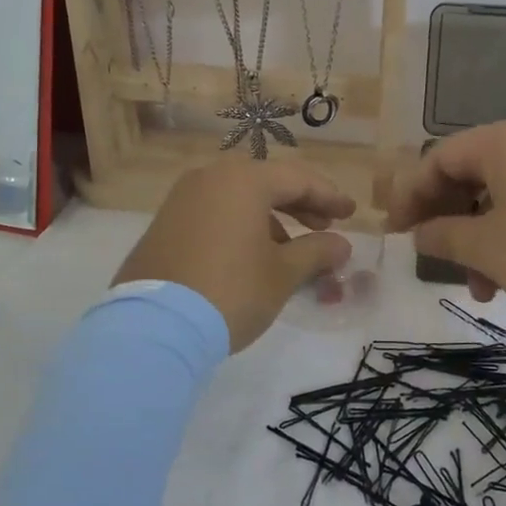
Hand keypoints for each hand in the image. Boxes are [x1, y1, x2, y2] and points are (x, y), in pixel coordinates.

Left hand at [113, 158, 355, 350]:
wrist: (154, 327)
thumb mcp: (282, 274)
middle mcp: (210, 178)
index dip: (329, 197)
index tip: (351, 214)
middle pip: (266, 183)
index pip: (298, 179)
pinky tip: (251, 257)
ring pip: (238, 199)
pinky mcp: (164, 224)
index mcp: (243, 180)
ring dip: (270, 219)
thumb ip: (316, 252)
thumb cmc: (231, 291)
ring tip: (291, 251)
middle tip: (325, 228)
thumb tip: (341, 244)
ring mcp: (182, 199)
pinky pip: (214, 213)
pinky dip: (240, 226)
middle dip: (300, 206)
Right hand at [387, 118, 505, 319]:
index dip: (410, 196)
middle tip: (434, 258)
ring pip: (501, 195)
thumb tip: (419, 233)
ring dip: (480, 237)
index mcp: (502, 143)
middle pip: (469, 174)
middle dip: (447, 220)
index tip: (395, 234)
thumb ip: (444, 237)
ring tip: (481, 287)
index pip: (437, 159)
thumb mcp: (489, 249)